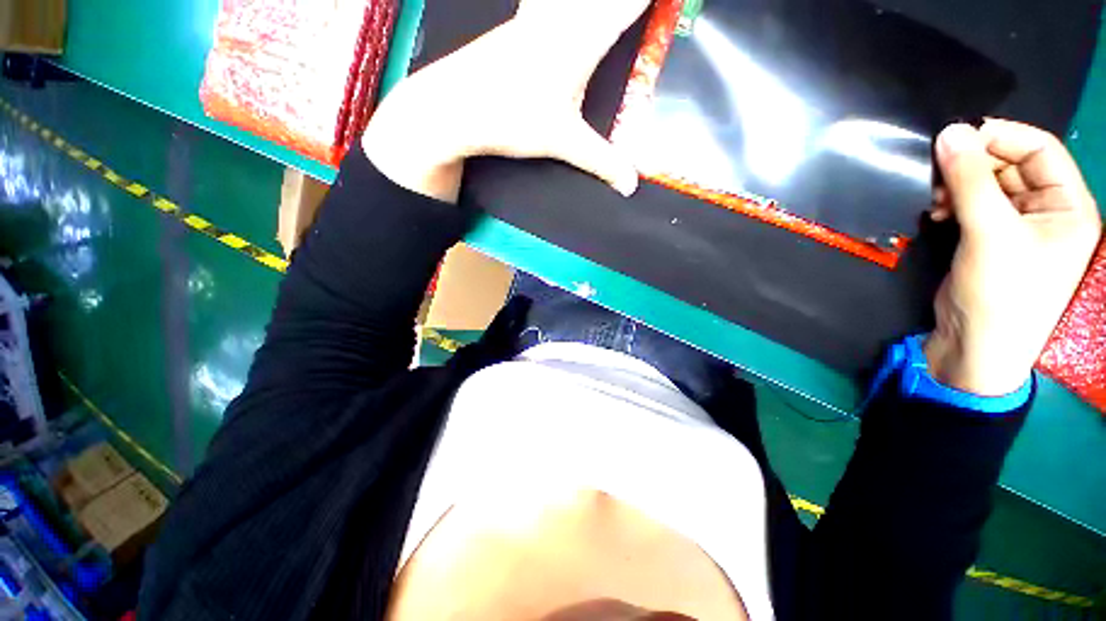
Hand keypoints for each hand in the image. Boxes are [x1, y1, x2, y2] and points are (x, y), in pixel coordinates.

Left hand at [362, 0, 648, 201]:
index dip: (646, 0)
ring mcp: (533, 18)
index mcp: (581, 40)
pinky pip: (544, 3)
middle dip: (621, 1)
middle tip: (639, 4)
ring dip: (592, 1)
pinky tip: (554, 11)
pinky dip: (554, 4)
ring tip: (604, 11)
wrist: (453, 108)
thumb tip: (630, 185)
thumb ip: (601, 163)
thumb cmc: (511, 119)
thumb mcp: (564, 143)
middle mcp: (560, 19)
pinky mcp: (515, 27)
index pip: (627, 6)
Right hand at [926, 120, 1101, 395]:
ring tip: (934, 199)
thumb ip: (970, 181)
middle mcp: (1047, 211)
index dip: (1001, 136)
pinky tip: (935, 211)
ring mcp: (1017, 226)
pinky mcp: (989, 239)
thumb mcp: (989, 234)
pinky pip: (973, 204)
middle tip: (938, 174)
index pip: (1040, 149)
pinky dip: (952, 202)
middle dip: (973, 165)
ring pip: (988, 184)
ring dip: (958, 185)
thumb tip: (948, 133)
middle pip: (1011, 165)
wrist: (974, 346)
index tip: (957, 137)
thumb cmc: (1001, 294)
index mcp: (1068, 206)